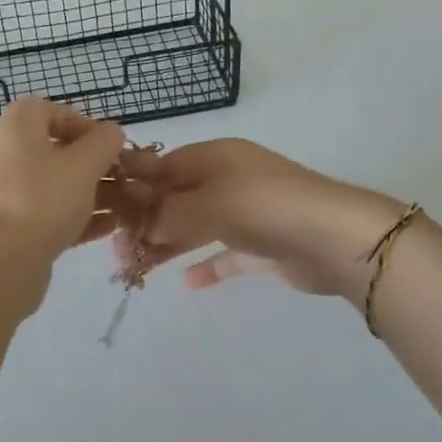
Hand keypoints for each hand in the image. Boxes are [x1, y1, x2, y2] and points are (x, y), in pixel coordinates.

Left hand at [0, 99, 130, 269]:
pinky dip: (82, 217)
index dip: (87, 126)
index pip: (55, 112)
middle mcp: (12, 154)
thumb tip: (111, 134)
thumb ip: (104, 142)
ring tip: (130, 208)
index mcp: (20, 126)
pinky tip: (111, 228)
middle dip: (100, 166)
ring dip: (97, 194)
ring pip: (62, 186)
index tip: (112, 147)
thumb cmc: (43, 199)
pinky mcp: (18, 228)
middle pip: (62, 152)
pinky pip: (55, 215)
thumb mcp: (84, 164)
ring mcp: (13, 194)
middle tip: (129, 181)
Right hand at [116, 138, 404, 300]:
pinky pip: (226, 253)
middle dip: (147, 221)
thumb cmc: (263, 207)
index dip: (135, 185)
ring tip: (138, 267)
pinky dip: (207, 265)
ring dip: (169, 244)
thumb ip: (168, 213)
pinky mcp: (263, 245)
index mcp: (215, 158)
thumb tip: (140, 225)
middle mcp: (229, 180)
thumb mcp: (207, 203)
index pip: (163, 165)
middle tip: (118, 250)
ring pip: (197, 226)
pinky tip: (188, 283)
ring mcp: (248, 212)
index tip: (106, 209)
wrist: (334, 238)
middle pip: (177, 198)